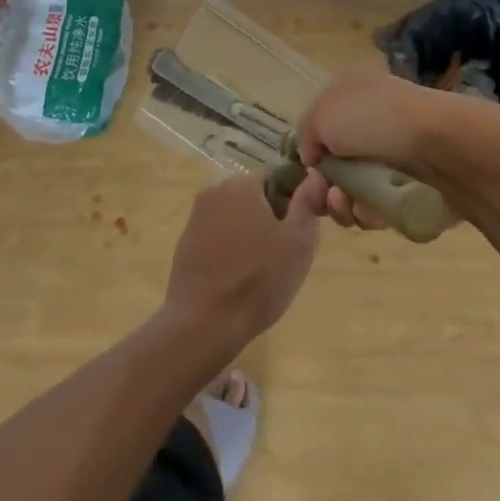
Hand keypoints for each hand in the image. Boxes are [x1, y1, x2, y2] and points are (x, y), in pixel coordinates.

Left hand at [163, 176, 318, 346]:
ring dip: (248, 236)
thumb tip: (314, 177)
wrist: (203, 323)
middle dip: (268, 220)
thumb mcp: (298, 243)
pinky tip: (234, 279)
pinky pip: (215, 237)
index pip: (275, 181)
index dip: (291, 206)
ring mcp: (196, 217)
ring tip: (258, 273)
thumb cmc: (258, 280)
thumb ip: (307, 204)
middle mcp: (215, 191)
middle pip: (252, 198)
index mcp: (242, 184)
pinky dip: (228, 251)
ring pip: (234, 218)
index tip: (295, 236)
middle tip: (280, 257)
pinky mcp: (184, 243)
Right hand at [294, 71, 499, 229]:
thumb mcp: (323, 115)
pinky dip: (370, 213)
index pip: (322, 124)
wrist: (443, 144)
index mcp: (352, 92)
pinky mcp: (415, 183)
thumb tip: (314, 156)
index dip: (310, 152)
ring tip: (347, 208)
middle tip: (324, 199)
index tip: (306, 174)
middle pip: (337, 161)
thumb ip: (307, 135)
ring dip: (342, 205)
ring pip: (357, 188)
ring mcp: (396, 151)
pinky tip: (369, 214)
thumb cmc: (375, 120)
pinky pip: (383, 205)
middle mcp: (373, 118)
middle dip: (324, 186)